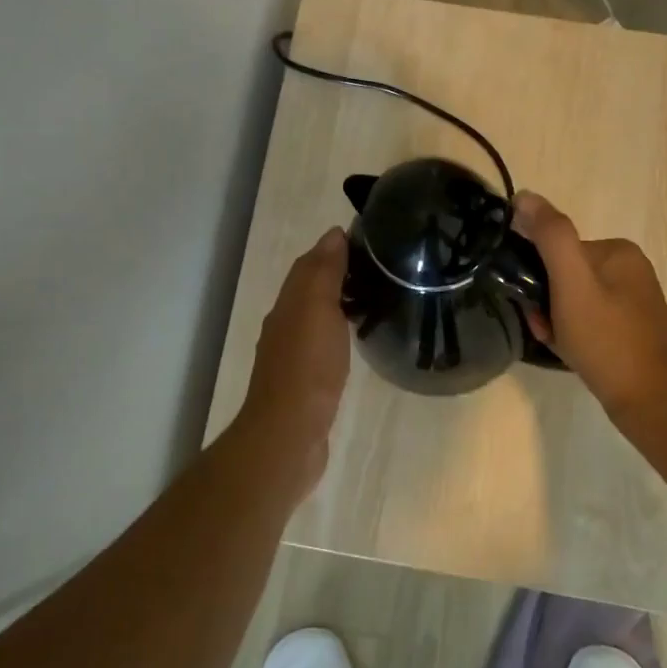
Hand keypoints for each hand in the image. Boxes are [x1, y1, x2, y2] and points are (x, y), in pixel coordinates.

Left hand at [238, 228, 351, 492]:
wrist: (289, 433)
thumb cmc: (307, 367)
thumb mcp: (317, 309)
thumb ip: (324, 272)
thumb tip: (333, 234)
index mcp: (288, 304)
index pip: (310, 264)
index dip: (334, 249)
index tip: (370, 239)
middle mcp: (286, 324)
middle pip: (311, 288)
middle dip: (339, 273)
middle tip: (380, 267)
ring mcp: (294, 354)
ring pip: (317, 316)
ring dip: (340, 302)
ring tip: (376, 296)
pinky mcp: (306, 380)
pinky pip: (324, 343)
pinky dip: (340, 331)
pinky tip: (358, 337)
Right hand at [513, 192, 666, 434]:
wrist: (650, 402)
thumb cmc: (607, 340)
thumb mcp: (572, 283)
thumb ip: (550, 236)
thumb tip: (524, 195)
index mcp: (618, 250)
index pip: (558, 249)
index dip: (538, 276)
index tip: (534, 305)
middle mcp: (629, 267)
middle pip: (565, 273)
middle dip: (546, 300)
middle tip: (545, 328)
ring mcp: (633, 299)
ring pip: (573, 298)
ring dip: (555, 318)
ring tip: (558, 342)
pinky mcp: (632, 327)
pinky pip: (588, 318)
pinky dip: (572, 332)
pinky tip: (571, 351)